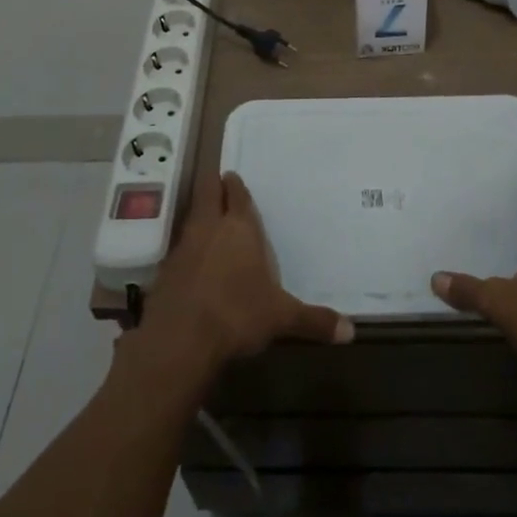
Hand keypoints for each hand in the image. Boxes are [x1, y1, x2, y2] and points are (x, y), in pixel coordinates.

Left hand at [137, 172, 353, 382]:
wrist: (180, 340)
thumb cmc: (238, 315)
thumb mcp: (282, 318)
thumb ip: (314, 320)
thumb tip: (351, 332)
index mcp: (240, 229)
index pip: (238, 196)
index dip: (236, 186)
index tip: (233, 176)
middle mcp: (210, 228)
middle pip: (208, 194)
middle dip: (213, 186)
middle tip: (218, 181)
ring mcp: (183, 247)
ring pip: (192, 218)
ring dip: (199, 215)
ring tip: (209, 219)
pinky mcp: (165, 271)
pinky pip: (179, 248)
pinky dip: (187, 248)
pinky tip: (193, 261)